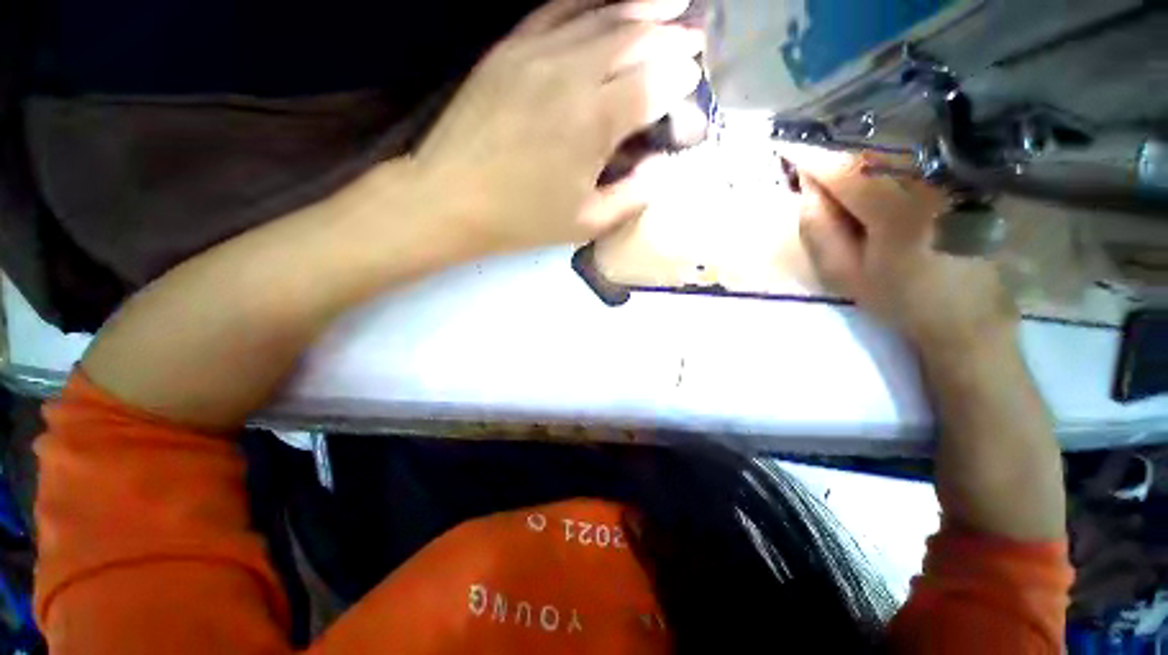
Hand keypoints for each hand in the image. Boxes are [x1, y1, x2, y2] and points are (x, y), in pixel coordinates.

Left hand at [412, 0, 702, 254]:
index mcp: (594, 123)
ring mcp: (536, 52)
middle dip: (671, 36)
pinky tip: (607, 5)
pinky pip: (557, 9)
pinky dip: (590, 2)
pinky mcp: (509, 48)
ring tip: (670, 3)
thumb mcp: (586, 223)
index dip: (679, 80)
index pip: (654, 84)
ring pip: (601, 16)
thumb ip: (632, 196)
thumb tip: (661, 168)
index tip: (692, 82)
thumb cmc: (523, 219)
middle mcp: (571, 74)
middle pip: (634, 38)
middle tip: (693, 37)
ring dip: (641, 8)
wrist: (450, 198)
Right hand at [789, 148, 1017, 354]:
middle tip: (811, 162)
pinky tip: (874, 165)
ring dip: (861, 147)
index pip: (845, 171)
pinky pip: (919, 150)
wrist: (969, 310)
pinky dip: (888, 152)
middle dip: (835, 149)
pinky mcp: (969, 173)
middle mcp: (934, 181)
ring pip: (897, 143)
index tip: (786, 145)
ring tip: (838, 162)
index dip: (813, 156)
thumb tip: (808, 183)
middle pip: (872, 149)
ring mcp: (957, 173)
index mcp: (899, 213)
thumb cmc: (901, 298)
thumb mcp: (842, 273)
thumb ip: (817, 228)